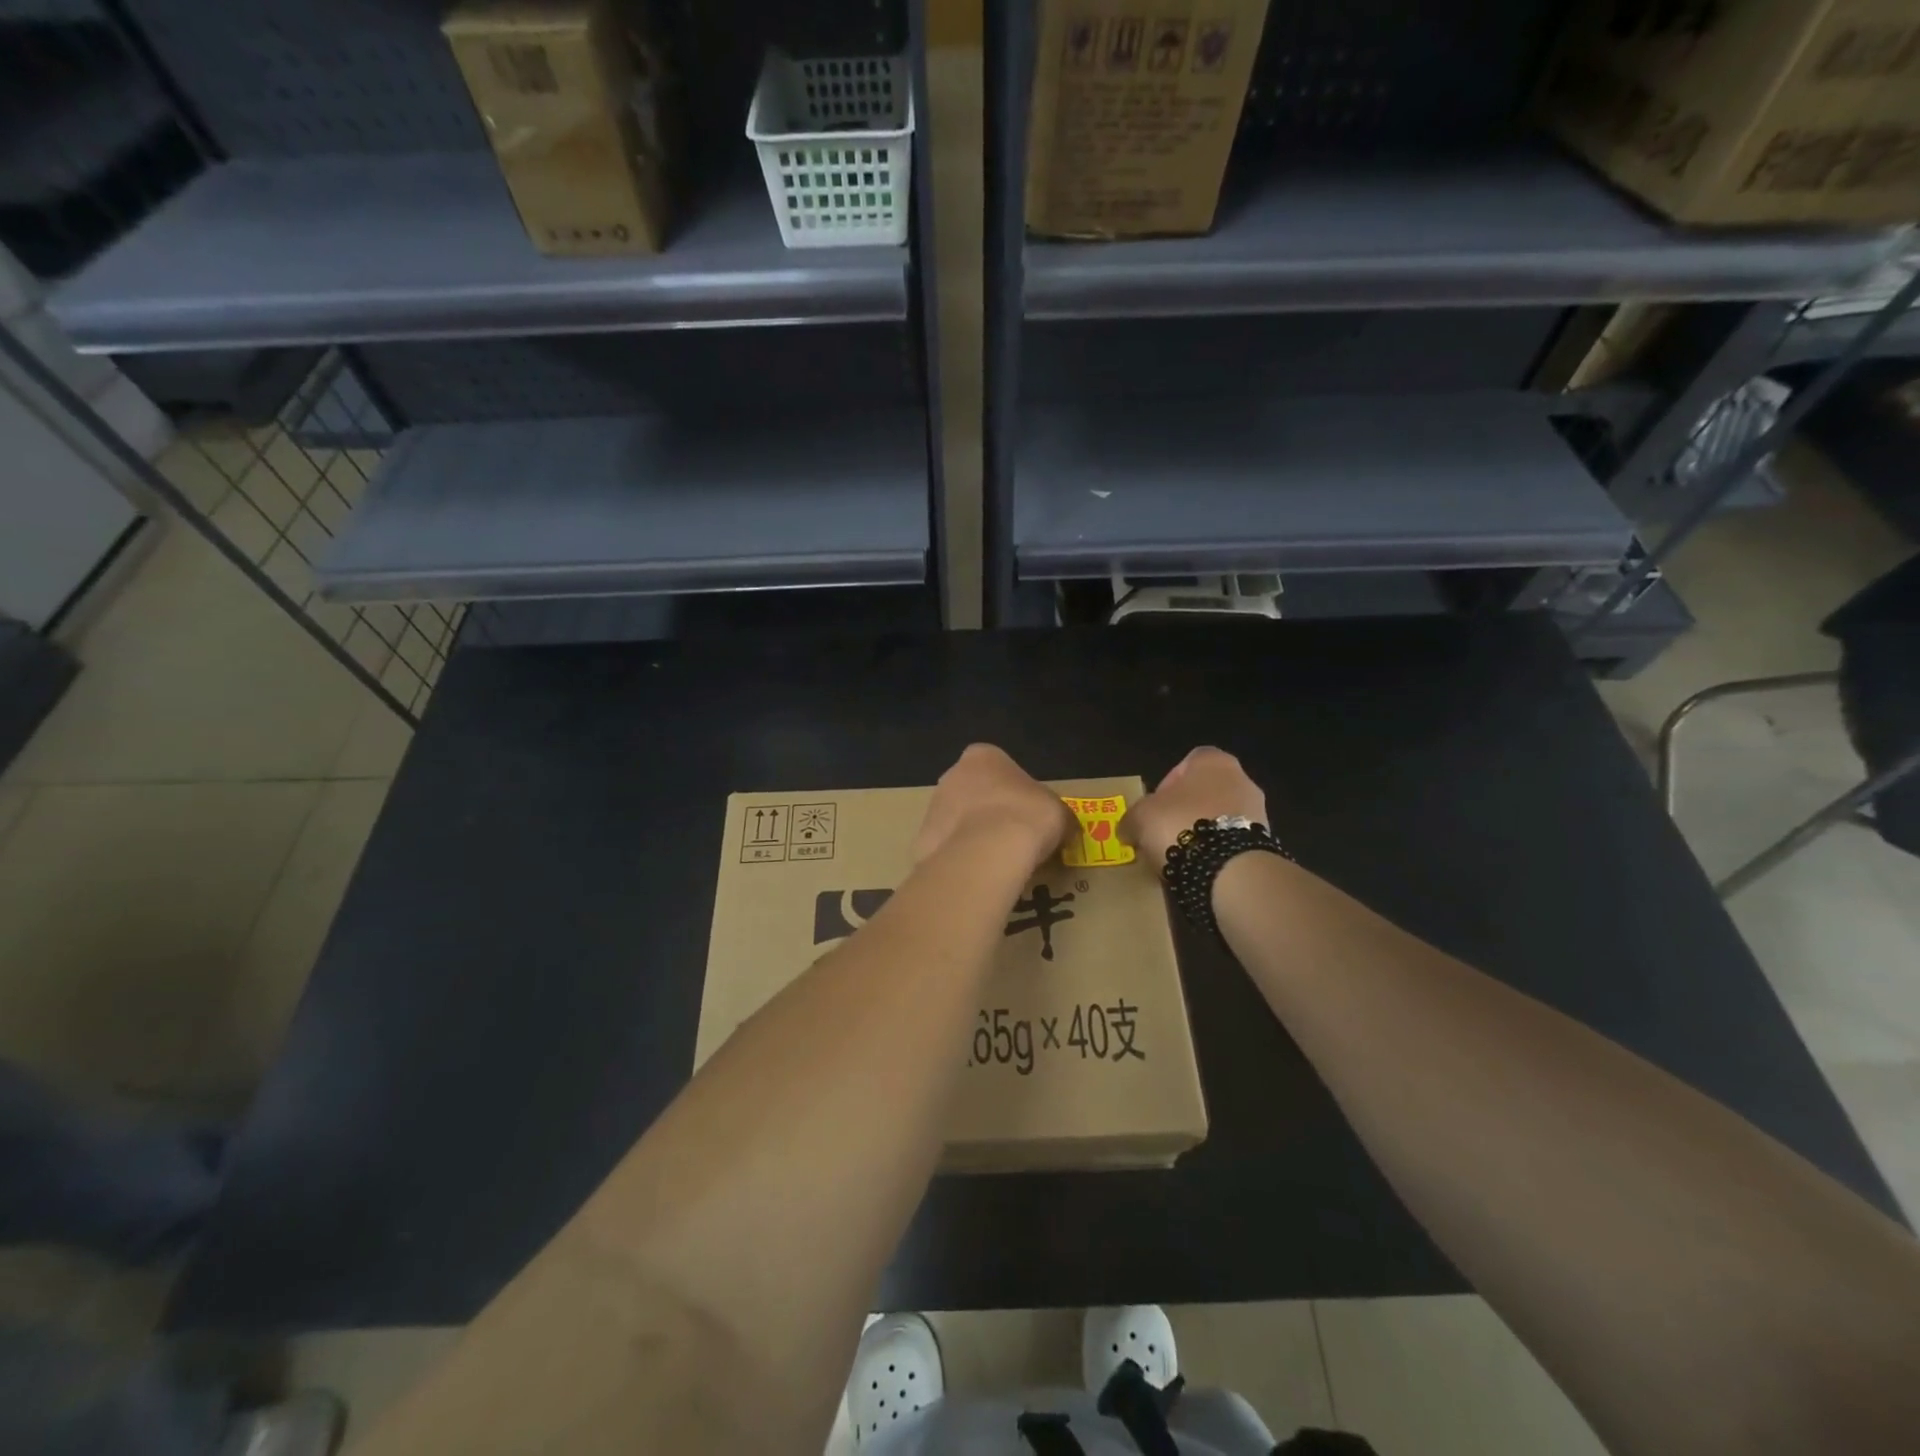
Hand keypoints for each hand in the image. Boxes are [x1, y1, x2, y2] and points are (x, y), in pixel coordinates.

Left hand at [915, 744, 1074, 870]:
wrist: (987, 852)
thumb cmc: (1027, 817)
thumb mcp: (1059, 812)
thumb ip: (1057, 815)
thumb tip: (1065, 829)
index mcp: (983, 756)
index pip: (998, 768)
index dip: (1014, 792)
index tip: (1027, 815)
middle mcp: (951, 775)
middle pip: (973, 793)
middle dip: (988, 813)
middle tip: (1012, 840)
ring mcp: (933, 808)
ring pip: (957, 822)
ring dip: (973, 838)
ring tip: (997, 863)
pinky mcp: (922, 841)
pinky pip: (946, 850)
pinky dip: (960, 861)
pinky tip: (978, 876)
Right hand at [1120, 747, 1268, 871]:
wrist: (1227, 867)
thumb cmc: (1179, 824)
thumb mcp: (1139, 817)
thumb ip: (1132, 818)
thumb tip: (1127, 830)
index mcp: (1213, 761)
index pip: (1189, 761)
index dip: (1169, 781)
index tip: (1156, 805)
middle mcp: (1242, 779)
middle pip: (1206, 791)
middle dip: (1186, 810)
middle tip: (1165, 831)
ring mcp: (1258, 812)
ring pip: (1222, 817)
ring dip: (1203, 831)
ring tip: (1181, 854)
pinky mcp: (1265, 842)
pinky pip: (1233, 841)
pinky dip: (1218, 851)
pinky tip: (1200, 866)